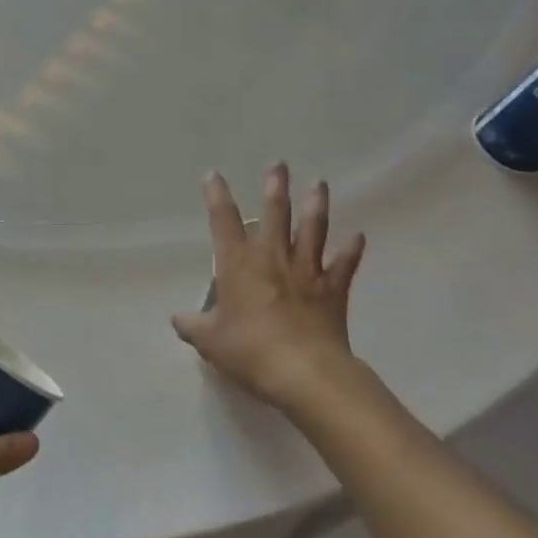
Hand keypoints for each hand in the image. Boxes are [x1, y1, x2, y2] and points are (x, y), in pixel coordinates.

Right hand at [172, 164, 365, 411]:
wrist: (304, 372)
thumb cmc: (249, 351)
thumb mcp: (210, 341)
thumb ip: (192, 326)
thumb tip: (178, 318)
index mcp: (238, 265)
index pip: (223, 221)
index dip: (217, 196)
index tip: (213, 175)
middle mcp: (272, 258)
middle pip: (275, 214)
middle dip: (275, 187)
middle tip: (279, 165)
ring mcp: (306, 272)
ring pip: (312, 230)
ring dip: (316, 206)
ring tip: (319, 184)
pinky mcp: (333, 290)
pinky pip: (344, 265)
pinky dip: (351, 251)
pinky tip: (358, 237)